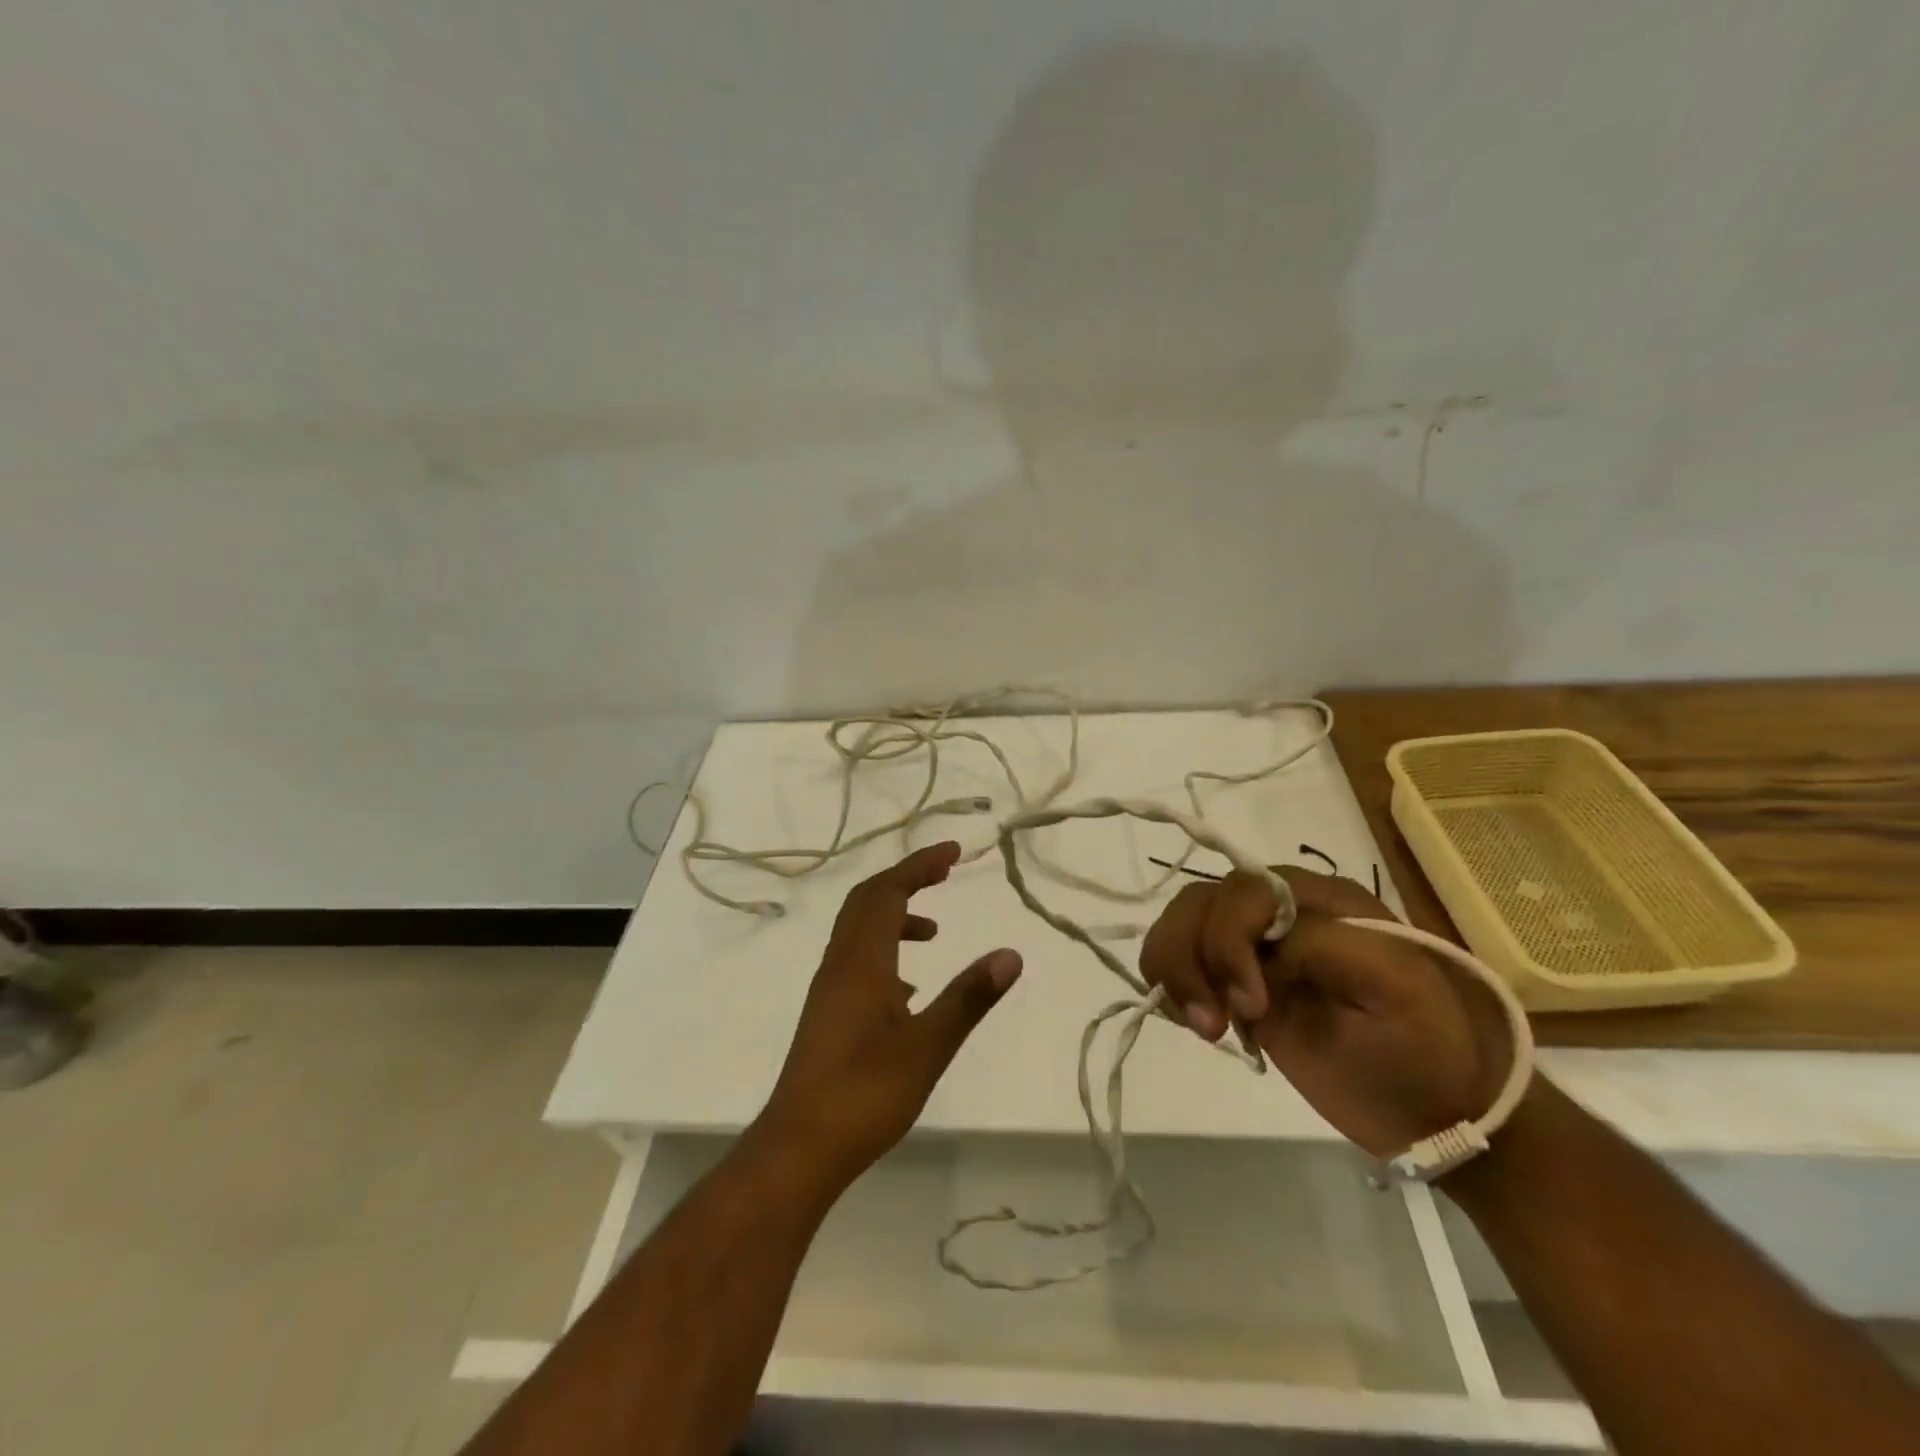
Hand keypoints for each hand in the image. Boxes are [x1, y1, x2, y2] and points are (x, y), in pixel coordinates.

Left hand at [756, 841, 1022, 1188]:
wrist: (799, 1148)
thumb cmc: (865, 1094)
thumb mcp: (928, 1047)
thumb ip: (969, 998)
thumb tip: (1011, 954)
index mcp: (862, 961)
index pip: (888, 892)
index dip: (919, 865)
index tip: (954, 852)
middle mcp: (840, 964)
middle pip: (867, 901)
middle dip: (906, 879)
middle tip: (945, 872)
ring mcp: (829, 989)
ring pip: (859, 931)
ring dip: (894, 916)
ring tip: (934, 932)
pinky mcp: (828, 1013)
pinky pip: (856, 960)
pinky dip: (885, 951)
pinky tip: (908, 990)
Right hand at [1140, 866, 1509, 1158]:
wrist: (1442, 1114)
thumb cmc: (1430, 1053)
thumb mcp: (1395, 989)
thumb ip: (1322, 946)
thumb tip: (1259, 949)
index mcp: (1322, 900)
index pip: (1245, 891)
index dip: (1229, 941)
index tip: (1252, 1009)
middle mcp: (1281, 912)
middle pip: (1201, 901)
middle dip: (1192, 957)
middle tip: (1213, 1026)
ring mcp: (1255, 948)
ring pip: (1181, 922)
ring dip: (1174, 968)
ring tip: (1204, 1027)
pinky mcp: (1239, 983)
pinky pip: (1181, 957)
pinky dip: (1170, 980)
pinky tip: (1194, 1019)